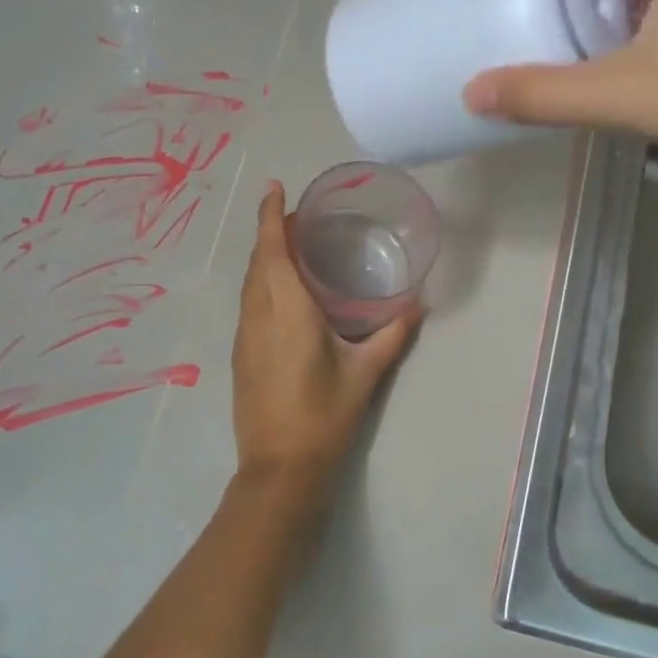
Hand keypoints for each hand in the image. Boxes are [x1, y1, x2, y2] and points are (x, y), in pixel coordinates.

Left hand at [231, 180, 418, 491]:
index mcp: (287, 312)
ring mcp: (244, 336)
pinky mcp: (240, 355)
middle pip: (257, 262)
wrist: (279, 469)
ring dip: (264, 257)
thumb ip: (392, 335)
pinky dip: (261, 282)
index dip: (270, 216)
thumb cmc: (324, 418)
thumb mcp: (365, 375)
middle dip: (271, 232)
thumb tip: (417, 304)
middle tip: (298, 217)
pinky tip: (283, 292)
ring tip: (292, 247)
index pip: (272, 251)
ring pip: (249, 283)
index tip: (275, 187)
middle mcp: (258, 316)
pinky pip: (248, 303)